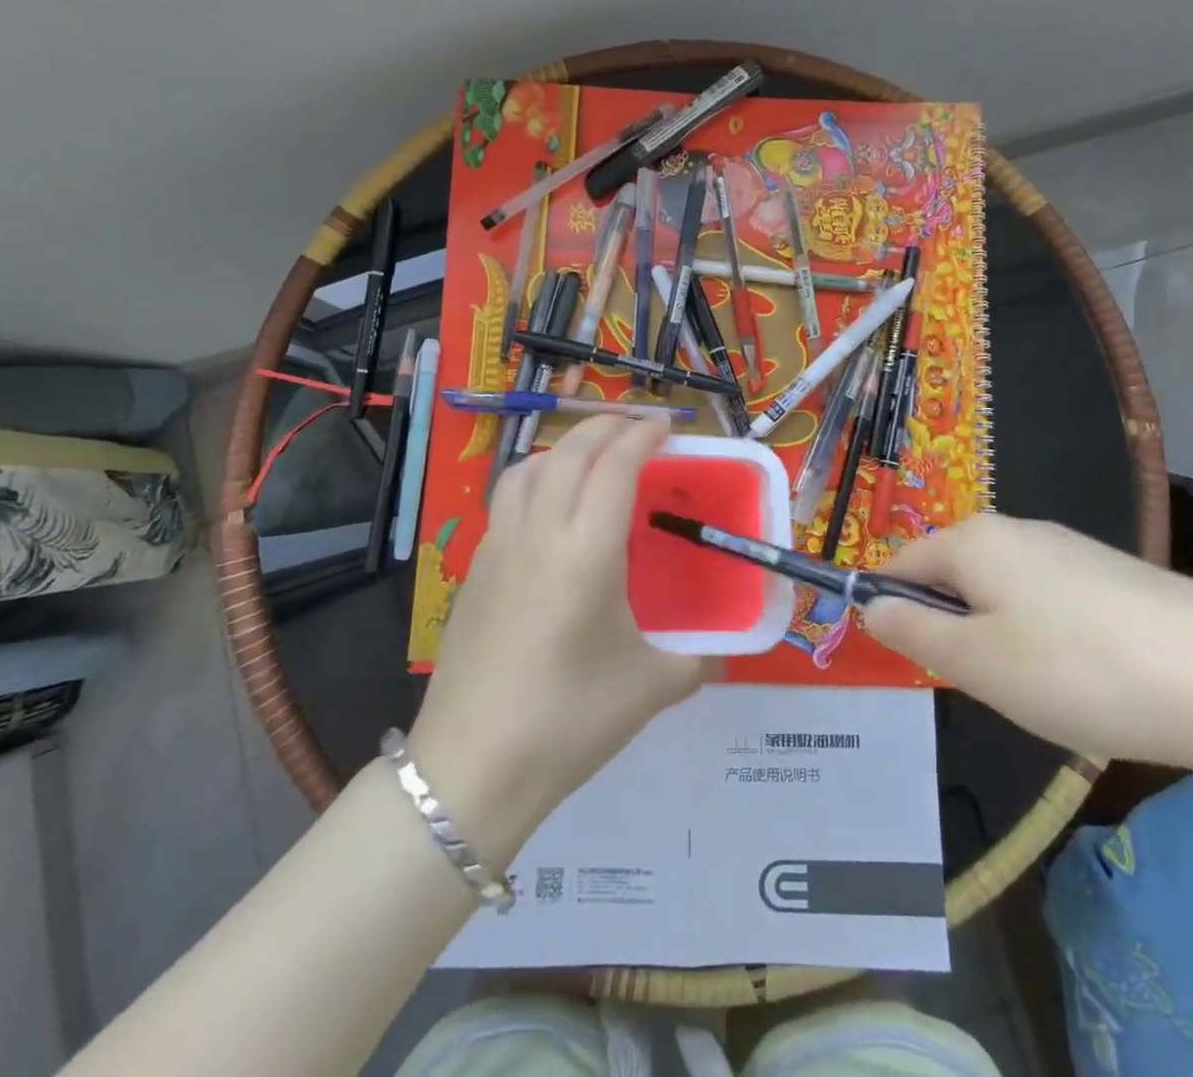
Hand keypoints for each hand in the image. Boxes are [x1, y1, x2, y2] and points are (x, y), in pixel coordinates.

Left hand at [407, 416, 705, 865]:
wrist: (472, 766)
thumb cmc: (569, 722)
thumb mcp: (650, 689)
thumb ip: (695, 662)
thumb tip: (720, 655)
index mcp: (587, 552)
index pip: (615, 466)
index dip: (642, 436)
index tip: (666, 426)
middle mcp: (539, 533)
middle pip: (569, 452)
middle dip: (604, 427)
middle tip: (635, 429)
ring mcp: (498, 547)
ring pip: (528, 468)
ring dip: (563, 449)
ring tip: (590, 461)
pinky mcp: (474, 570)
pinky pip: (506, 500)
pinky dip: (534, 480)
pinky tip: (549, 512)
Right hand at [862, 513, 1192, 770]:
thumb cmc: (1079, 670)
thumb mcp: (976, 664)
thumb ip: (911, 631)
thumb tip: (870, 606)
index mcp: (973, 540)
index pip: (901, 564)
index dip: (891, 609)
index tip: (911, 662)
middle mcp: (1016, 529)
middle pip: (953, 577)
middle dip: (955, 629)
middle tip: (987, 685)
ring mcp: (1071, 548)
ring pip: (1003, 593)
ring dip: (1002, 638)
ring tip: (1044, 690)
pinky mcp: (1115, 574)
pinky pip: (1051, 602)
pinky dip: (1050, 640)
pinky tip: (1091, 679)